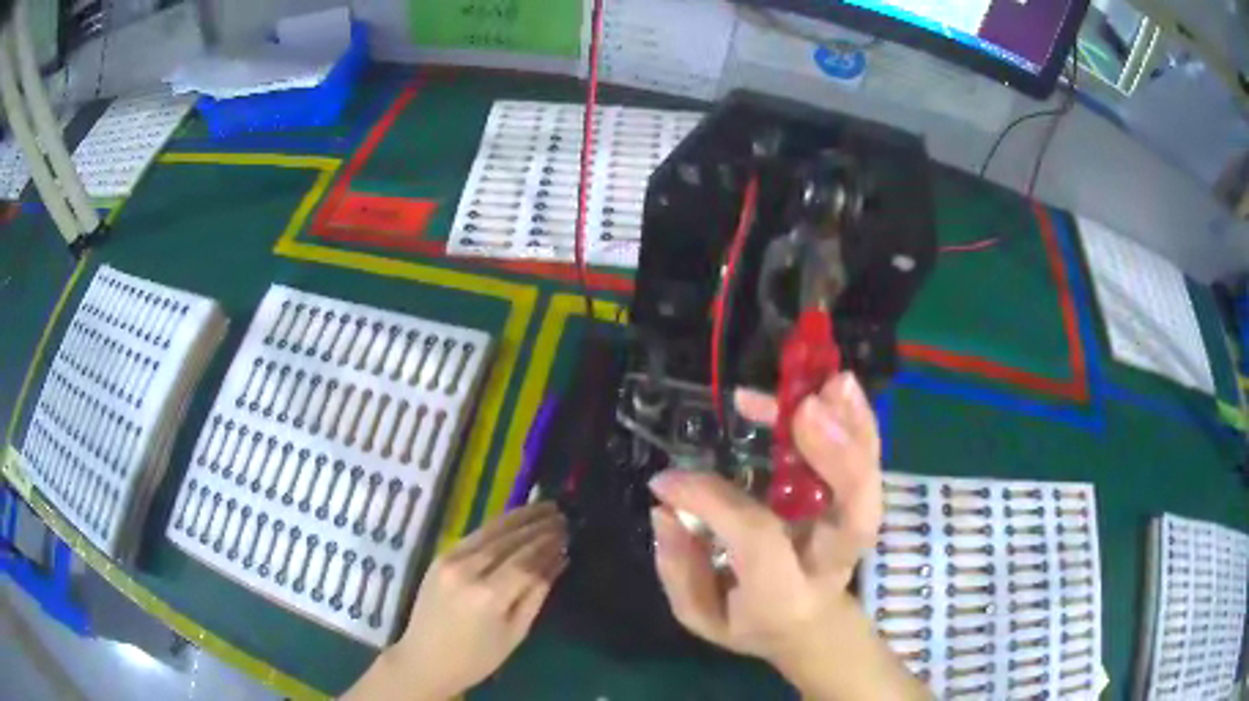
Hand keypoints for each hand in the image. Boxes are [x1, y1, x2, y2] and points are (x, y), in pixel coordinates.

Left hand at [346, 502, 566, 700]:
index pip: (527, 560)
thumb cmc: (477, 658)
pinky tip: (516, 519)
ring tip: (546, 507)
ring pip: (491, 530)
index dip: (550, 544)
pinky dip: (499, 524)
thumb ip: (537, 593)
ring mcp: (450, 559)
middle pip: (510, 540)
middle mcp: (467, 570)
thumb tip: (559, 559)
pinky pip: (475, 535)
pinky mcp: (440, 556)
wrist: (424, 659)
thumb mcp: (516, 633)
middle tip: (564, 515)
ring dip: (521, 517)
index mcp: (488, 596)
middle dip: (539, 526)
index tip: (570, 531)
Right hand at [649, 373, 925, 698]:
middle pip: (854, 516)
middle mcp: (829, 563)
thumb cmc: (749, 620)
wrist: (808, 626)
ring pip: (868, 483)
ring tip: (830, 382)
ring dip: (852, 427)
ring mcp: (851, 533)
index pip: (757, 539)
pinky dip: (856, 422)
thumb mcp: (701, 613)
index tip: (669, 479)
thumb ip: (680, 569)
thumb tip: (666, 508)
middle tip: (806, 408)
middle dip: (837, 458)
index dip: (714, 500)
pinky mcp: (857, 505)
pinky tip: (837, 386)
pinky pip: (866, 462)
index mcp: (784, 596)